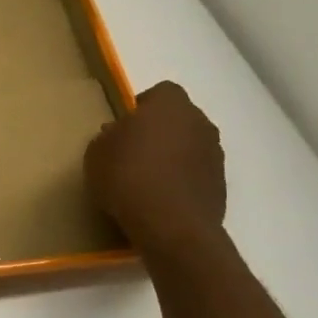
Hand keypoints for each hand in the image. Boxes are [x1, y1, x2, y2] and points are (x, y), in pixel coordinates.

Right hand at [84, 82, 226, 254]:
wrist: (170, 225)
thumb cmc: (127, 175)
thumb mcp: (97, 151)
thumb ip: (109, 136)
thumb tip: (118, 134)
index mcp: (170, 105)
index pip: (161, 92)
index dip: (143, 106)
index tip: (125, 125)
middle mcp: (199, 123)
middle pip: (179, 118)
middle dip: (160, 130)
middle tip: (132, 149)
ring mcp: (215, 155)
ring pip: (190, 145)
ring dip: (173, 155)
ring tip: (145, 177)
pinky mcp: (220, 185)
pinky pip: (195, 172)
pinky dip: (181, 179)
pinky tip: (159, 197)